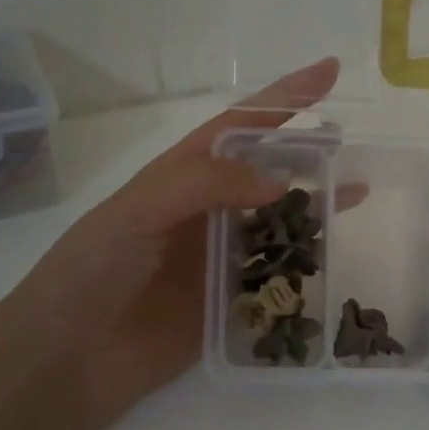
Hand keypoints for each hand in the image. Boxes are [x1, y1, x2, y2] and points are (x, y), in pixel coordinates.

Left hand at [3, 57, 339, 427]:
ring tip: (357, 193)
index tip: (328, 72)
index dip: (284, 97)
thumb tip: (281, 181)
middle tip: (350, 145)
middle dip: (307, 153)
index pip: (242, 126)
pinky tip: (331, 253)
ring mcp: (220, 255)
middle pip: (268, 171)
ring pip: (280, 221)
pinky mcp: (233, 300)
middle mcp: (207, 209)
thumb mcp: (139, 208)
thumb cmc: (94, 268)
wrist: (71, 356)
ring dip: (316, 206)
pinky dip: (306, 261)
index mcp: (182, 176)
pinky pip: (278, 273)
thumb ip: (206, 183)